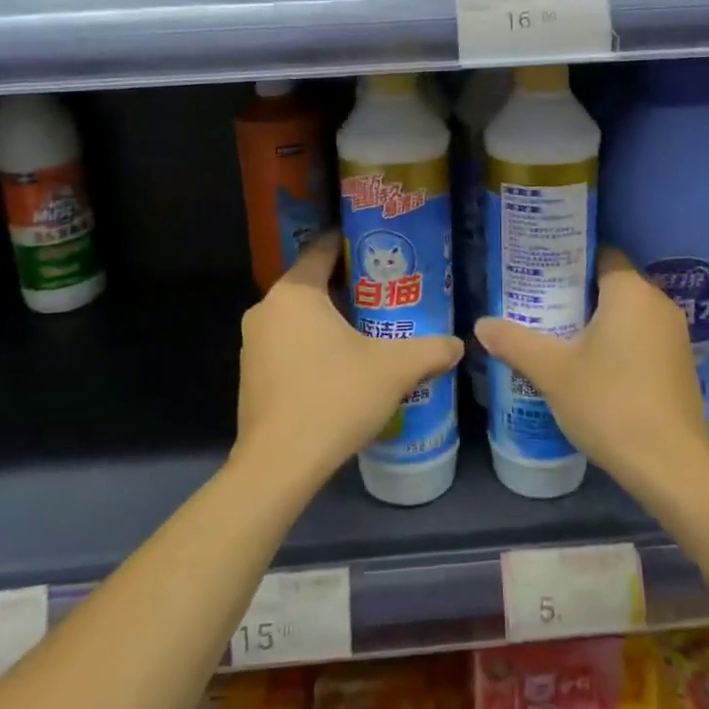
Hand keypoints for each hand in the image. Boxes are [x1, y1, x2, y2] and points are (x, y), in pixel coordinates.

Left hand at [235, 232, 462, 491]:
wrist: (279, 465)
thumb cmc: (335, 398)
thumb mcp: (393, 370)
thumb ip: (429, 350)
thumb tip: (457, 344)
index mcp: (295, 293)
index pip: (322, 249)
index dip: (352, 243)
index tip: (380, 249)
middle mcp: (267, 309)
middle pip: (311, 284)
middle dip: (348, 286)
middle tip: (386, 292)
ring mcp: (253, 344)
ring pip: (298, 317)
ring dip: (329, 319)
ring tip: (368, 330)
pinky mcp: (251, 375)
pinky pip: (287, 345)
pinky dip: (312, 346)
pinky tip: (339, 367)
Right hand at [476, 248, 708, 492]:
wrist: (672, 468)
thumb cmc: (610, 404)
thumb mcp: (552, 372)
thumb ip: (515, 342)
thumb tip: (480, 325)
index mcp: (631, 292)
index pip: (600, 254)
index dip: (568, 260)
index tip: (538, 273)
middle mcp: (658, 304)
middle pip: (612, 283)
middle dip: (575, 292)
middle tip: (538, 305)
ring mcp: (674, 336)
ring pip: (627, 313)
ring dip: (596, 320)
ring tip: (556, 334)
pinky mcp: (679, 364)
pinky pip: (641, 336)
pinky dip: (617, 341)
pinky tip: (591, 366)